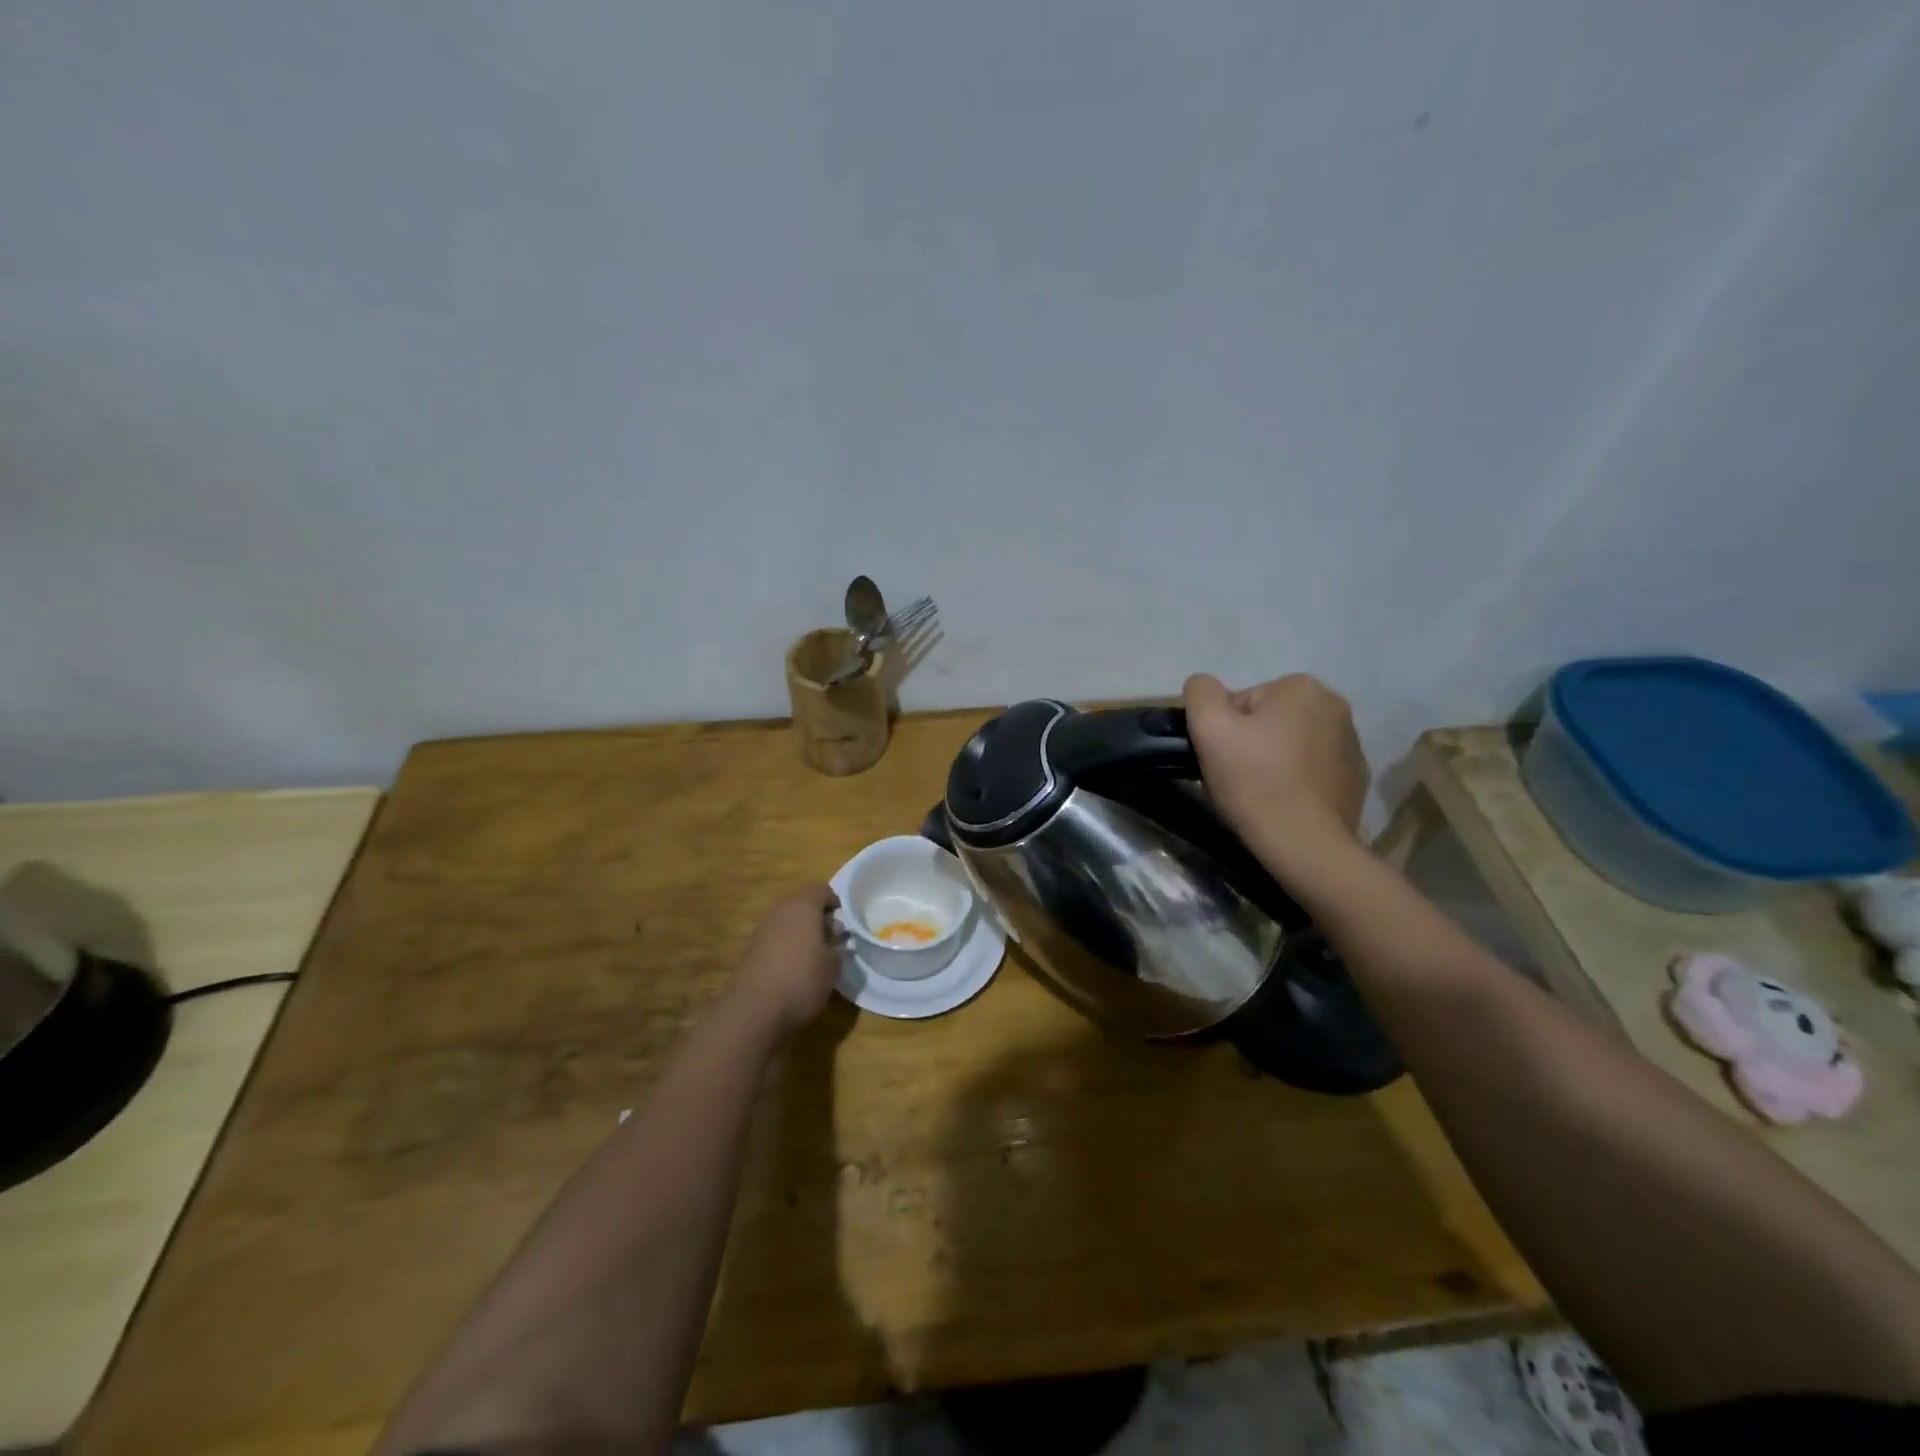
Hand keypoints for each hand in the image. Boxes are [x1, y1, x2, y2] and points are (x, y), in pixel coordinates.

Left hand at [728, 883, 844, 1035]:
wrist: (754, 1010)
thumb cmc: (802, 979)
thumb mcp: (833, 965)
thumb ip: (836, 947)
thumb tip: (832, 941)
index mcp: (802, 906)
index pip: (820, 890)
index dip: (834, 902)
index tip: (843, 923)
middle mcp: (779, 912)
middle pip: (801, 904)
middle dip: (817, 918)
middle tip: (831, 941)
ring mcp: (761, 931)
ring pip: (787, 923)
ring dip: (801, 934)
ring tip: (815, 959)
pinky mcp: (750, 952)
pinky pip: (775, 940)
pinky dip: (786, 948)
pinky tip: (794, 971)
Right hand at [1182, 673, 1368, 869]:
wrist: (1305, 845)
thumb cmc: (1255, 782)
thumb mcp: (1209, 729)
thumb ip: (1200, 693)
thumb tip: (1203, 685)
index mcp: (1300, 687)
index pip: (1241, 702)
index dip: (1224, 731)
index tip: (1223, 760)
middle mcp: (1334, 705)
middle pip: (1268, 719)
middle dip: (1250, 743)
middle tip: (1237, 778)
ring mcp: (1351, 741)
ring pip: (1290, 743)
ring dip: (1273, 760)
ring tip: (1261, 794)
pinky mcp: (1356, 776)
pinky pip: (1312, 767)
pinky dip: (1296, 779)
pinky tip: (1285, 803)